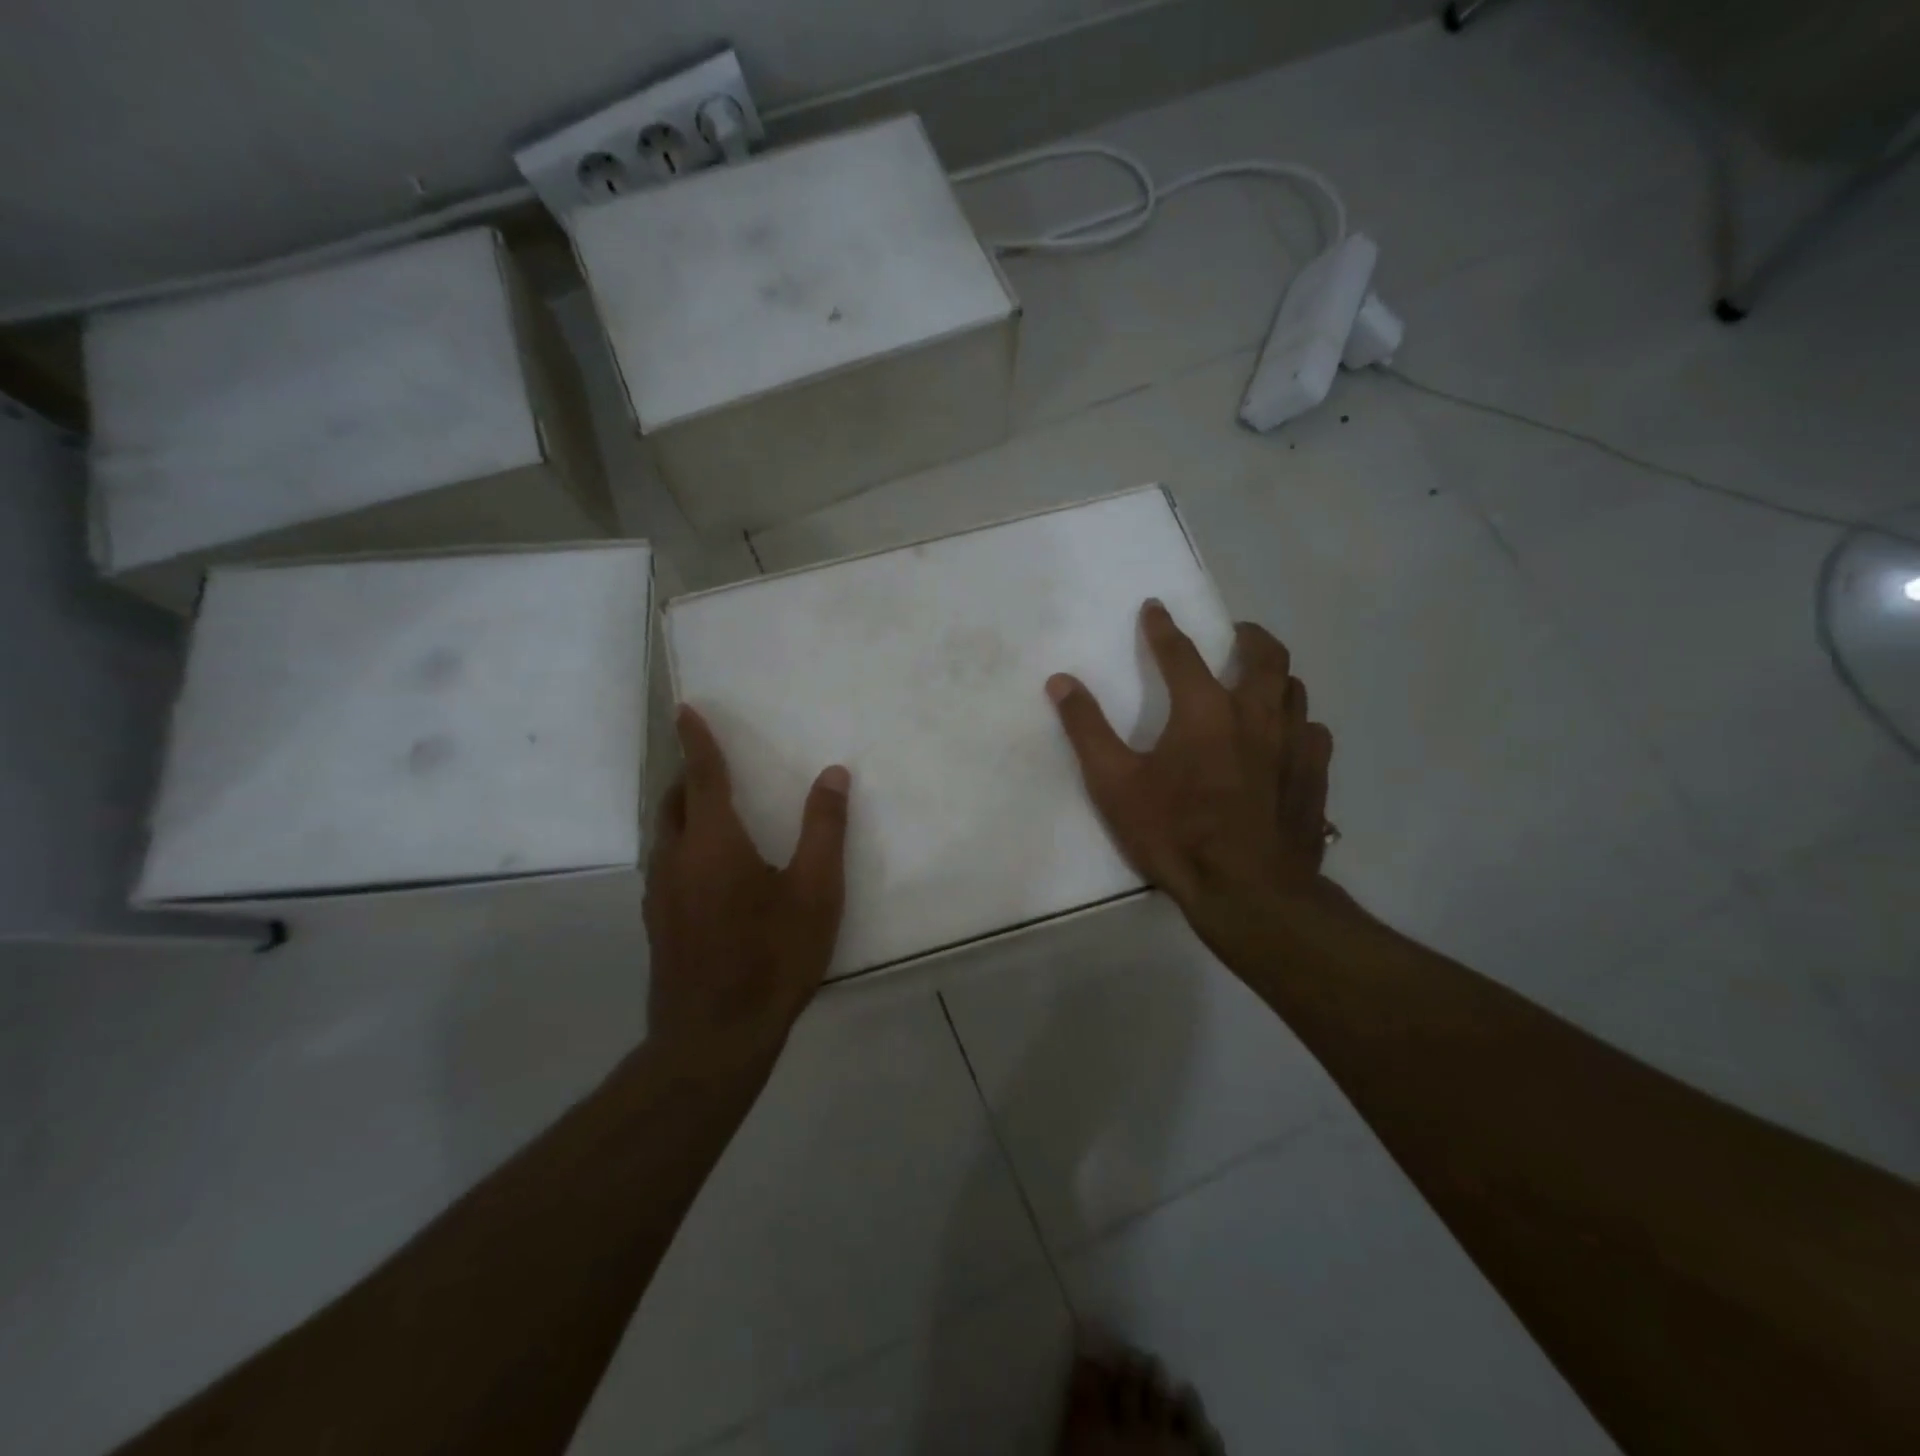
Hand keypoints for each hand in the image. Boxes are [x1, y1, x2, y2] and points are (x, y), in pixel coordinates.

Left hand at [644, 706, 850, 1056]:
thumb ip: (825, 828)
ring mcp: (660, 894)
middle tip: (710, 763)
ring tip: (710, 810)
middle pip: (674, 802)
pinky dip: (682, 844)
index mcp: (714, 842)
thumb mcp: (817, 891)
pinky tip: (706, 870)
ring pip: (665, 834)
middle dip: (689, 775)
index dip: (697, 741)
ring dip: (683, 811)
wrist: (713, 1039)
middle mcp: (676, 859)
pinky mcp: (657, 923)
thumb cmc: (772, 957)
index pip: (703, 776)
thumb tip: (833, 774)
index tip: (684, 710)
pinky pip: (665, 864)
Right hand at [1046, 600, 1334, 928]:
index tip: (1156, 608)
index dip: (1163, 627)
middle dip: (1248, 635)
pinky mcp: (1314, 777)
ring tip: (1260, 683)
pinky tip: (1286, 739)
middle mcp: (1256, 714)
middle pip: (1265, 655)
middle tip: (1236, 634)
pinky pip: (1313, 732)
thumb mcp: (1115, 784)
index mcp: (1205, 709)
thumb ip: (1087, 728)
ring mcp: (1293, 745)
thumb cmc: (1175, 833)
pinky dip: (1297, 724)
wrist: (1247, 892)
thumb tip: (1061, 681)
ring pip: (1295, 690)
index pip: (1181, 652)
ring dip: (1275, 677)